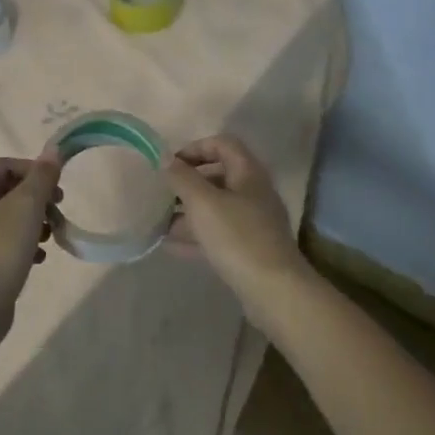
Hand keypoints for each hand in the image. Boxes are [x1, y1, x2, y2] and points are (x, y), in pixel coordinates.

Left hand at [0, 153, 62, 319]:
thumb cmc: (1, 248)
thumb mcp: (27, 205)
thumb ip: (42, 176)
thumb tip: (53, 150)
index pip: (3, 164)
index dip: (31, 169)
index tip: (55, 185)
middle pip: (6, 190)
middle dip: (36, 197)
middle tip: (58, 208)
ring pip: (6, 217)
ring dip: (33, 221)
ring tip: (52, 235)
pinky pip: (3, 243)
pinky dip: (23, 243)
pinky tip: (39, 258)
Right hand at [164, 135, 308, 320]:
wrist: (274, 291)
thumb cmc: (237, 237)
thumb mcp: (203, 203)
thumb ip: (181, 177)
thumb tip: (163, 157)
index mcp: (247, 173)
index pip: (222, 144)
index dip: (195, 148)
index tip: (170, 164)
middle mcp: (254, 192)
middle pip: (218, 175)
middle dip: (188, 182)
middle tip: (163, 192)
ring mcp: (254, 222)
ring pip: (217, 207)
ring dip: (189, 210)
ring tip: (160, 220)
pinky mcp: (250, 249)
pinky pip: (218, 233)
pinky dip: (196, 235)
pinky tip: (171, 245)